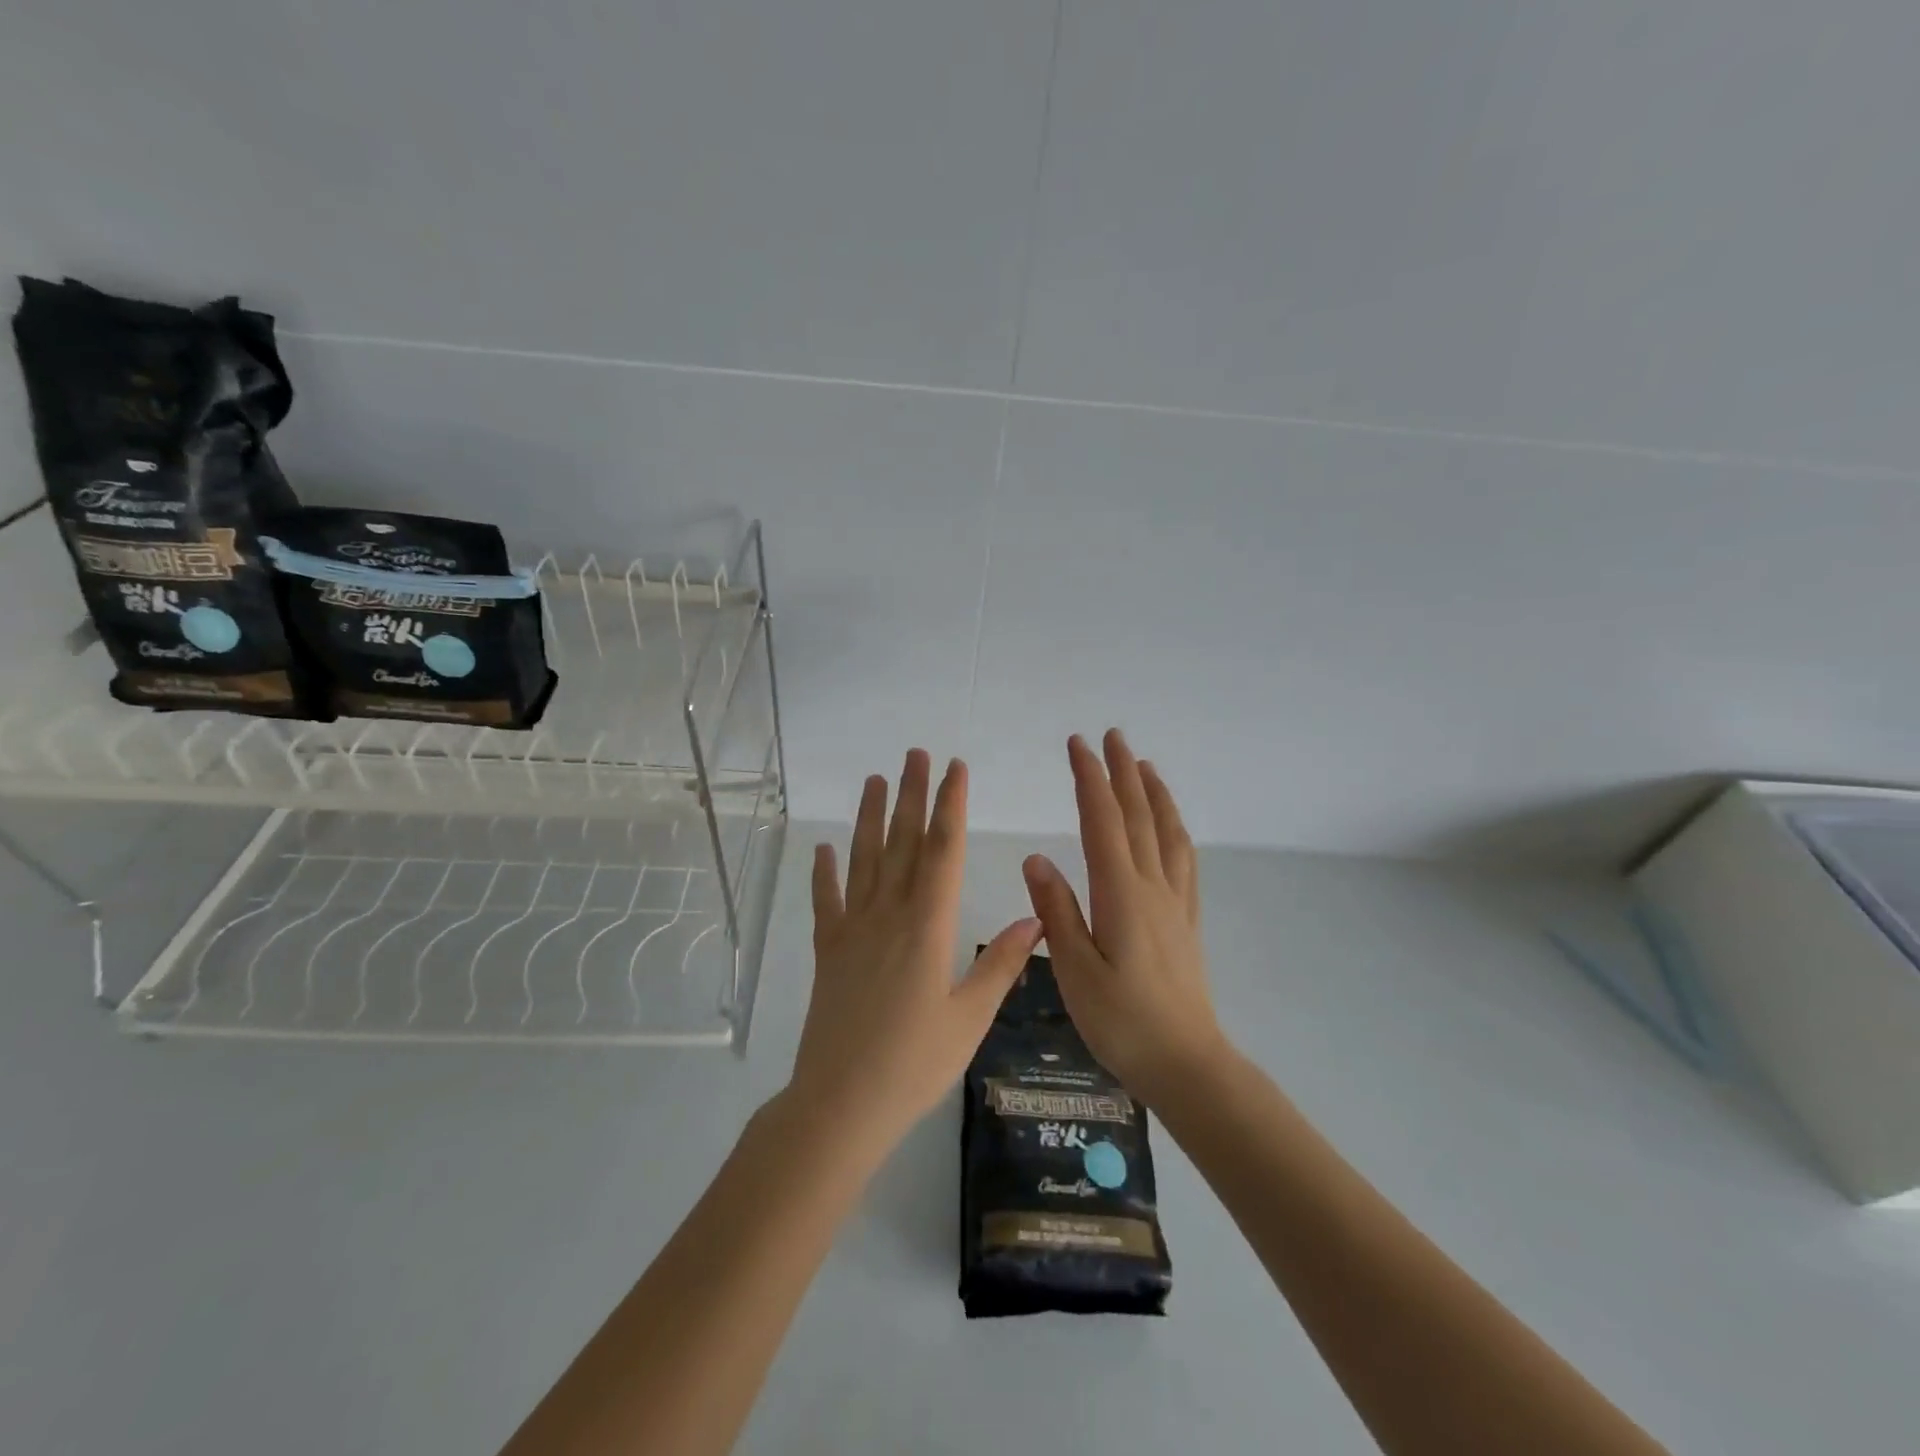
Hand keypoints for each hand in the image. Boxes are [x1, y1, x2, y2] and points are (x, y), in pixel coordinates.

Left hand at [790, 750, 1043, 1155]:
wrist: (840, 1105)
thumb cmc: (914, 1065)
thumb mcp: (970, 1018)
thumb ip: (1000, 964)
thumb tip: (1035, 917)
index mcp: (928, 927)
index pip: (943, 852)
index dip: (950, 806)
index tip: (955, 769)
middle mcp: (888, 916)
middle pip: (903, 843)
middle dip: (912, 795)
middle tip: (916, 754)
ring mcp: (852, 931)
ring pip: (863, 860)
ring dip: (870, 818)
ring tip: (876, 780)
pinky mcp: (828, 951)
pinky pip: (826, 902)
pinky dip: (824, 873)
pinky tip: (823, 849)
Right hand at [1022, 730, 1225, 1105]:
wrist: (1187, 1063)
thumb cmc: (1122, 1022)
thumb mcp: (1074, 971)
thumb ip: (1056, 912)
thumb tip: (1035, 858)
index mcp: (1120, 894)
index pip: (1102, 821)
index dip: (1089, 779)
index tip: (1077, 745)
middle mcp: (1152, 886)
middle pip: (1138, 815)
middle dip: (1121, 772)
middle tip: (1111, 736)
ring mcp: (1174, 901)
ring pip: (1166, 832)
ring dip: (1153, 793)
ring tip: (1143, 765)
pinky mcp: (1186, 919)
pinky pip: (1184, 859)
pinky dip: (1174, 828)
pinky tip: (1170, 826)